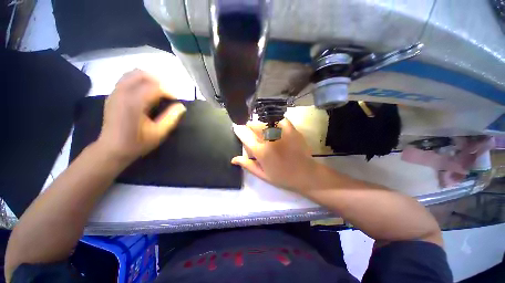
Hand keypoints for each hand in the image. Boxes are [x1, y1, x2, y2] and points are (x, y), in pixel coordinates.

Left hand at [96, 69, 185, 162]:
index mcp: (134, 102)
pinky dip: (138, 81)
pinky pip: (126, 79)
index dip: (169, 91)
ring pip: (132, 74)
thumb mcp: (159, 133)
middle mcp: (123, 93)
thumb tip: (181, 106)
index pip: (155, 86)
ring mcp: (115, 93)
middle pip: (142, 75)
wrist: (112, 149)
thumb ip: (171, 118)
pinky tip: (145, 93)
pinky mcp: (112, 95)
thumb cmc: (137, 142)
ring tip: (158, 91)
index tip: (176, 101)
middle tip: (168, 94)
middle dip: (159, 82)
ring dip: (148, 79)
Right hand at [232, 119, 317, 191]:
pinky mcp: (291, 129)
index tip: (237, 128)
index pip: (244, 135)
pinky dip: (274, 121)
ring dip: (261, 124)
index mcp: (261, 151)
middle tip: (253, 134)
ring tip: (264, 131)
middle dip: (249, 127)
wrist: (306, 174)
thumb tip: (233, 159)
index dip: (238, 130)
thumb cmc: (282, 177)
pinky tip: (275, 127)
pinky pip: (279, 119)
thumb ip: (247, 165)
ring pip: (264, 120)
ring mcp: (281, 132)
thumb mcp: (262, 174)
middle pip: (253, 124)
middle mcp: (269, 139)